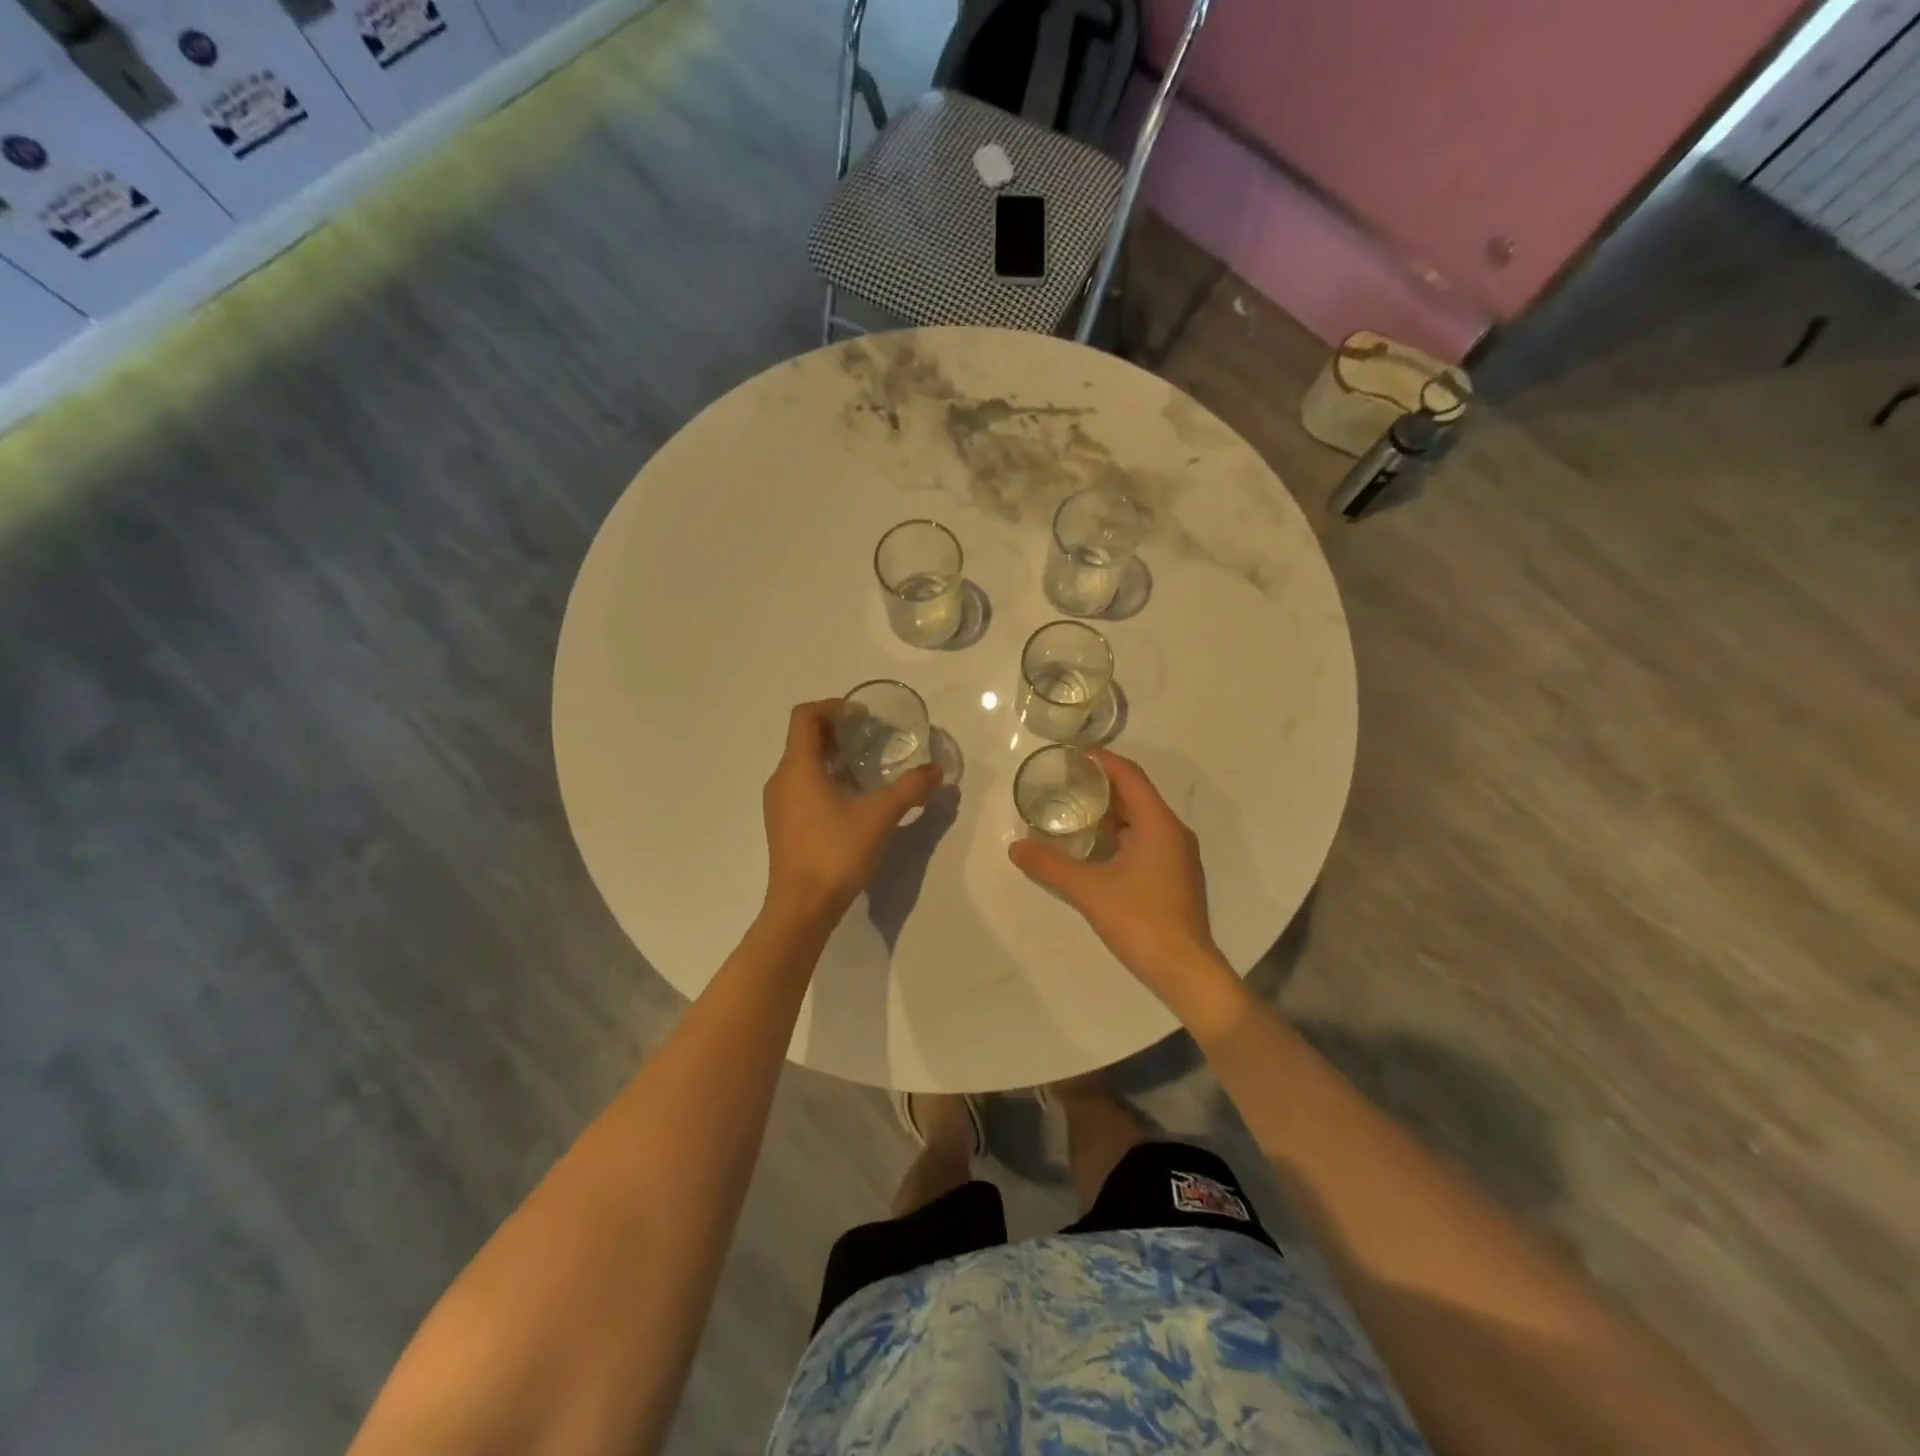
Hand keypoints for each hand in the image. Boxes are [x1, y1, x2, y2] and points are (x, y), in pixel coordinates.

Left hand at [763, 701, 940, 922]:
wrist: (802, 908)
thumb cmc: (836, 853)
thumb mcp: (880, 817)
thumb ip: (910, 789)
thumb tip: (937, 771)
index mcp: (798, 768)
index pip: (805, 716)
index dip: (833, 706)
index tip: (864, 716)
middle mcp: (782, 779)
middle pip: (805, 738)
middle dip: (838, 731)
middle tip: (873, 737)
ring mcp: (779, 804)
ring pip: (803, 763)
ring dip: (833, 756)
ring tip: (868, 766)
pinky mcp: (784, 824)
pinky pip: (802, 785)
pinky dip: (826, 778)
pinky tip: (853, 798)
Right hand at [1008, 748, 1221, 1001]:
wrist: (1185, 970)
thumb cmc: (1140, 920)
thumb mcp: (1088, 890)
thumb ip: (1050, 865)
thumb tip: (1015, 847)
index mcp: (1159, 824)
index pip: (1130, 777)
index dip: (1103, 760)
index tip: (1074, 754)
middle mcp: (1173, 832)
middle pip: (1137, 795)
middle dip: (1103, 785)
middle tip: (1066, 781)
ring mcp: (1177, 856)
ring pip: (1142, 819)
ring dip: (1111, 812)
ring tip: (1075, 809)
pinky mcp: (1175, 876)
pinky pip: (1146, 840)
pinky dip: (1121, 834)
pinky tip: (1096, 847)